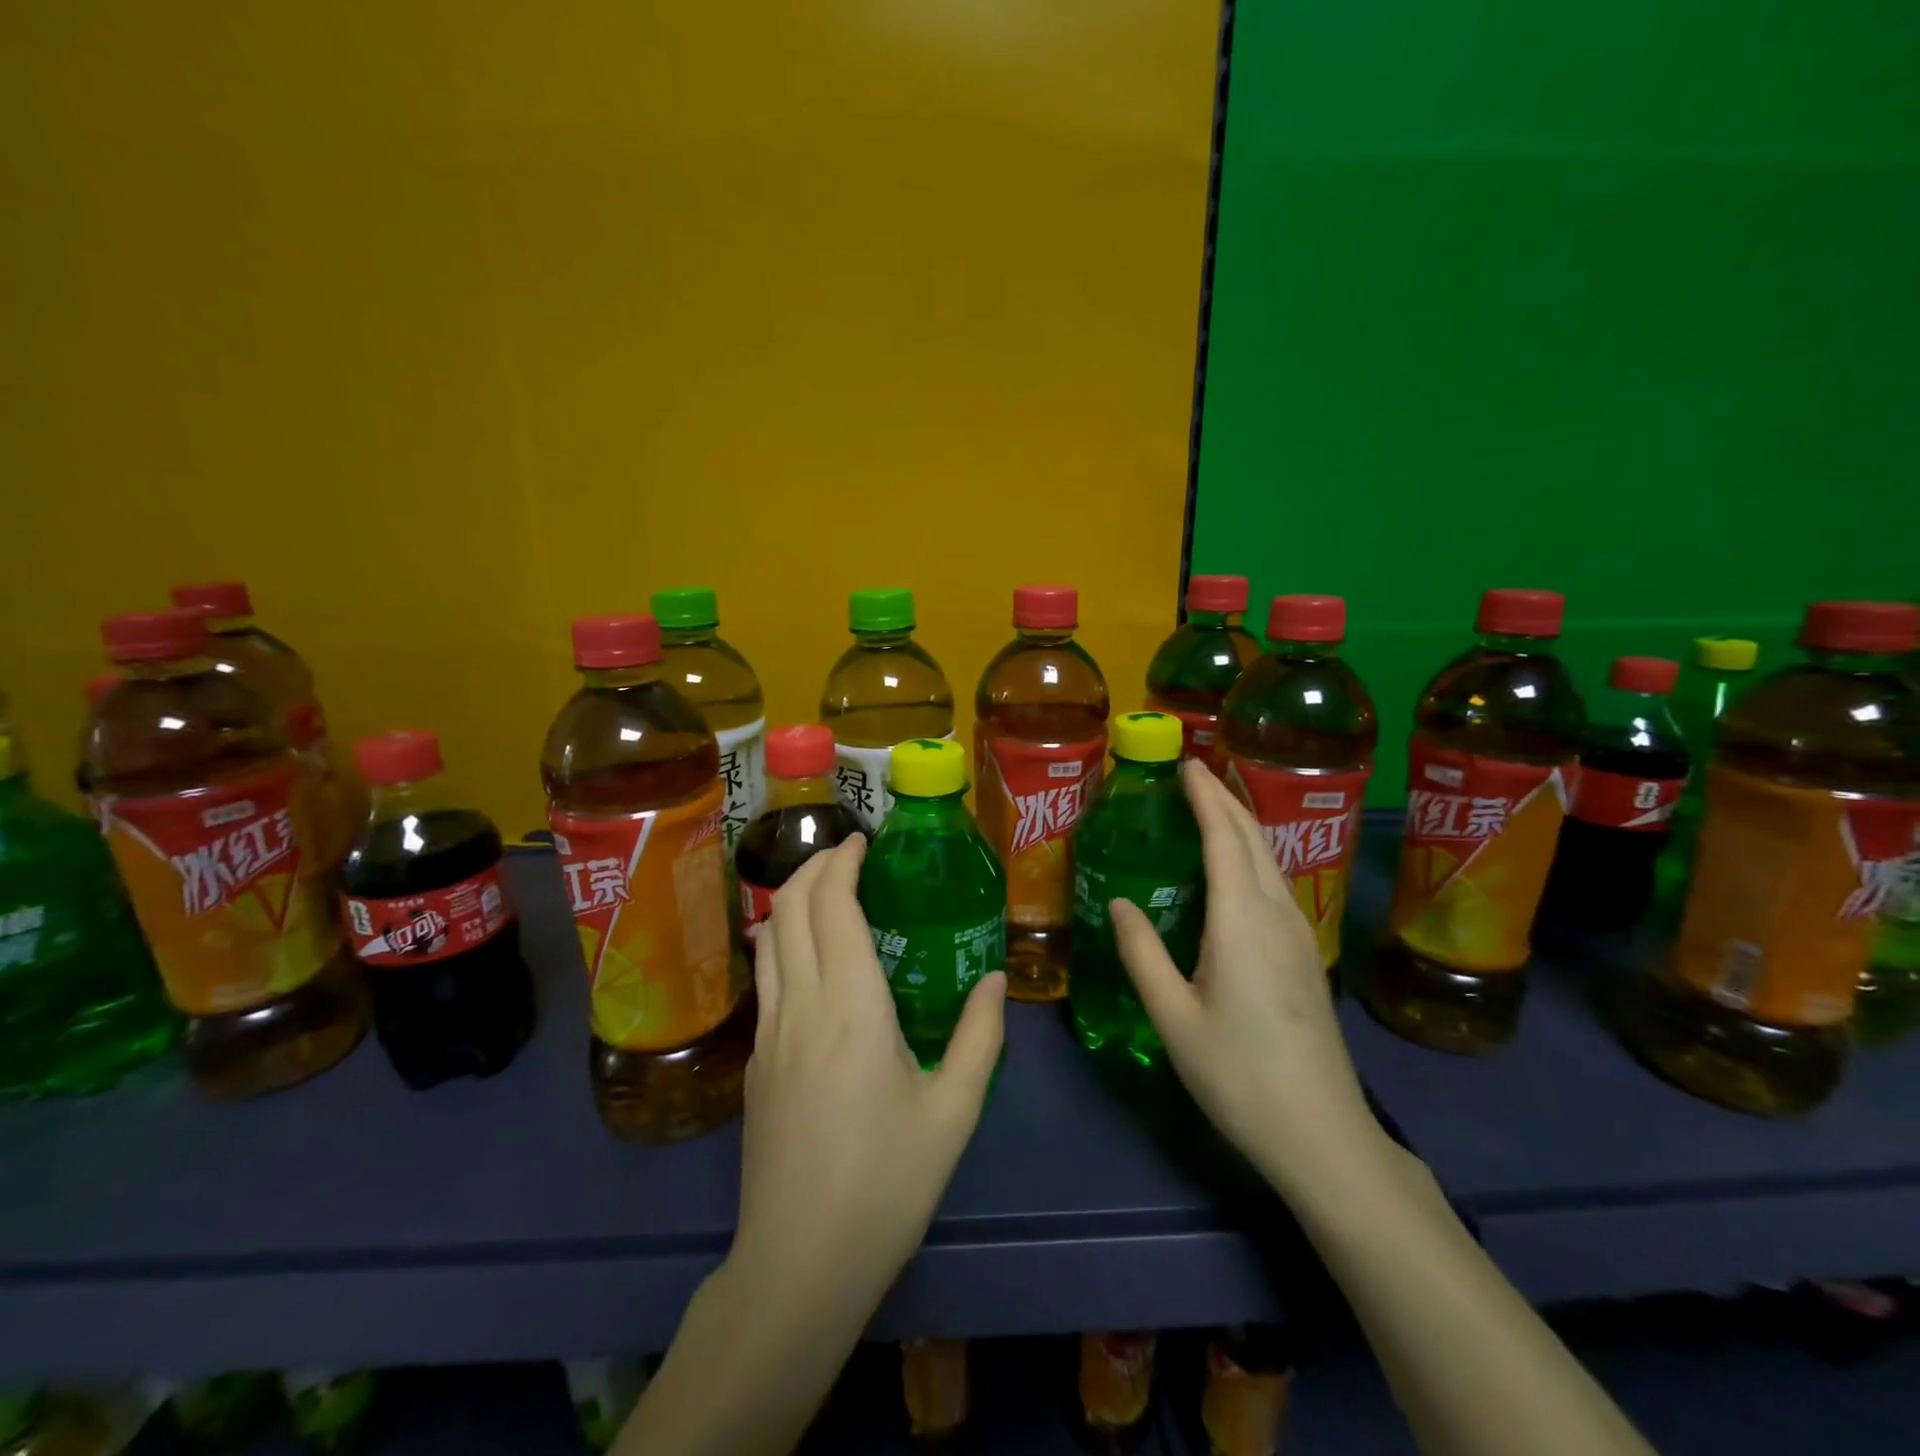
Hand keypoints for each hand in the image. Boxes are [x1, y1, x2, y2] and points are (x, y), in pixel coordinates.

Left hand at [731, 834, 1007, 1315]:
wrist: (798, 1266)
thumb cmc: (886, 1185)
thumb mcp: (954, 1113)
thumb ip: (979, 1037)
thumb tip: (994, 979)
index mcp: (852, 1007)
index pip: (832, 907)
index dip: (841, 863)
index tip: (861, 842)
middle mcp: (801, 1005)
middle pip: (788, 909)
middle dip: (813, 867)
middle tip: (846, 855)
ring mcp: (768, 1033)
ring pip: (768, 939)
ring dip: (790, 899)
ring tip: (825, 890)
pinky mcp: (755, 1061)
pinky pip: (765, 976)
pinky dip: (783, 939)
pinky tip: (809, 955)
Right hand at [1110, 760, 1380, 1196]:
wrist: (1323, 1135)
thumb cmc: (1239, 1075)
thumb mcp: (1173, 1018)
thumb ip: (1142, 953)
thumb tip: (1119, 902)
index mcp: (1241, 921)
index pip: (1224, 837)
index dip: (1205, 796)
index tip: (1185, 763)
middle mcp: (1277, 914)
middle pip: (1253, 838)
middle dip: (1224, 798)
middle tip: (1192, 773)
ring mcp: (1299, 933)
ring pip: (1270, 858)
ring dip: (1240, 824)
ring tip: (1209, 807)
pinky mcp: (1306, 954)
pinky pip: (1276, 882)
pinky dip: (1251, 854)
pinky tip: (1234, 868)